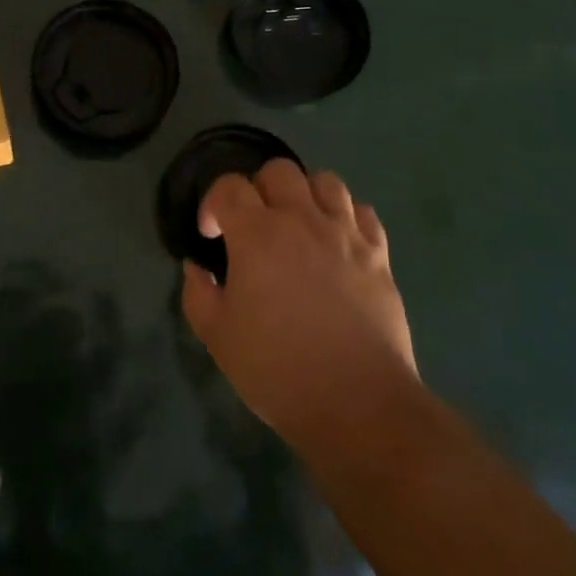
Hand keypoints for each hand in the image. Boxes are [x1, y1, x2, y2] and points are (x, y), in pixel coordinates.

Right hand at [181, 161, 419, 459]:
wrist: (358, 404)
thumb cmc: (278, 370)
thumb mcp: (218, 337)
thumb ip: (198, 294)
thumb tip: (197, 268)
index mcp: (257, 234)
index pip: (229, 186)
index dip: (213, 204)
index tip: (211, 236)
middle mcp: (302, 220)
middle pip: (279, 171)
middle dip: (259, 189)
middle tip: (255, 226)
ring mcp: (345, 234)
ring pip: (326, 182)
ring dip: (306, 195)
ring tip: (299, 226)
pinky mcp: (379, 255)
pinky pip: (364, 213)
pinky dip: (347, 218)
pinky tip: (338, 243)